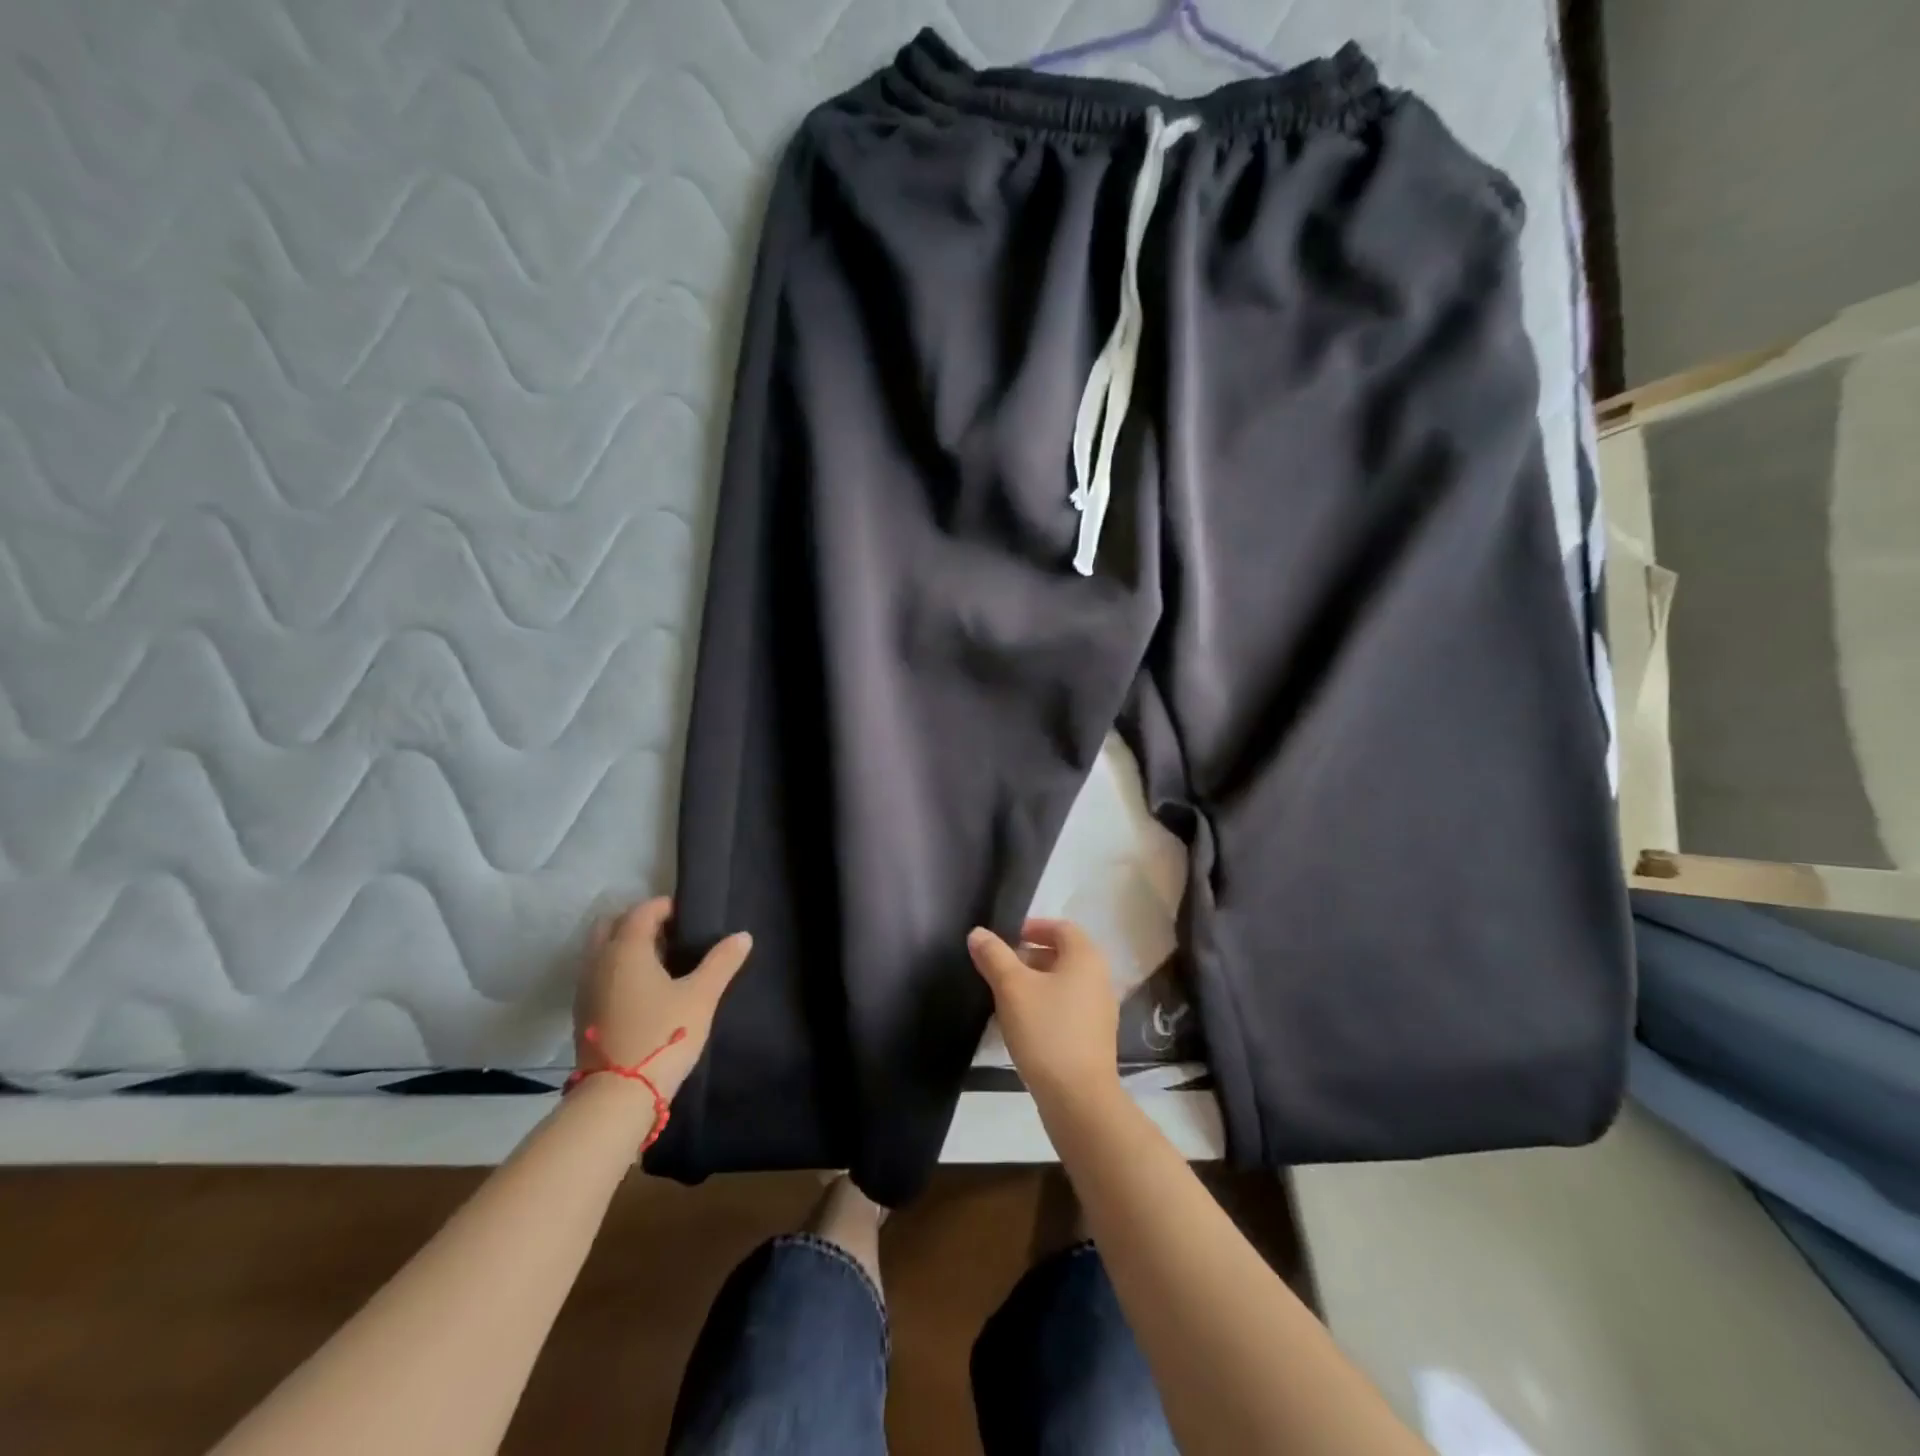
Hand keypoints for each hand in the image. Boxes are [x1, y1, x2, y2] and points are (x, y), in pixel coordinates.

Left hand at [573, 897, 751, 1103]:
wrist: (617, 1096)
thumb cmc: (664, 1035)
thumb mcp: (701, 997)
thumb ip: (721, 962)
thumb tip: (743, 936)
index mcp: (626, 949)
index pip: (642, 911)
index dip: (665, 907)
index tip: (687, 916)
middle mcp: (599, 961)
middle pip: (612, 924)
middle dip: (638, 922)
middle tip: (669, 935)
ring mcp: (585, 989)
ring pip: (601, 951)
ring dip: (624, 946)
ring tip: (659, 963)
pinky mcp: (582, 1014)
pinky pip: (597, 974)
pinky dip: (616, 969)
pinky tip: (642, 990)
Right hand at [967, 918, 1118, 1101]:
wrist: (1078, 1098)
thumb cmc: (1046, 1031)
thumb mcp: (1012, 988)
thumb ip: (994, 956)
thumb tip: (978, 933)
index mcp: (1085, 957)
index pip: (1061, 927)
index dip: (1032, 927)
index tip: (1005, 938)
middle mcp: (1099, 978)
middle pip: (1062, 954)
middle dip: (1029, 956)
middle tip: (998, 968)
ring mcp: (1099, 1010)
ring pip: (1063, 983)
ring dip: (1035, 983)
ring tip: (1004, 997)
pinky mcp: (1094, 1037)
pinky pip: (1067, 1008)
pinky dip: (1044, 1006)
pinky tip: (1021, 1025)